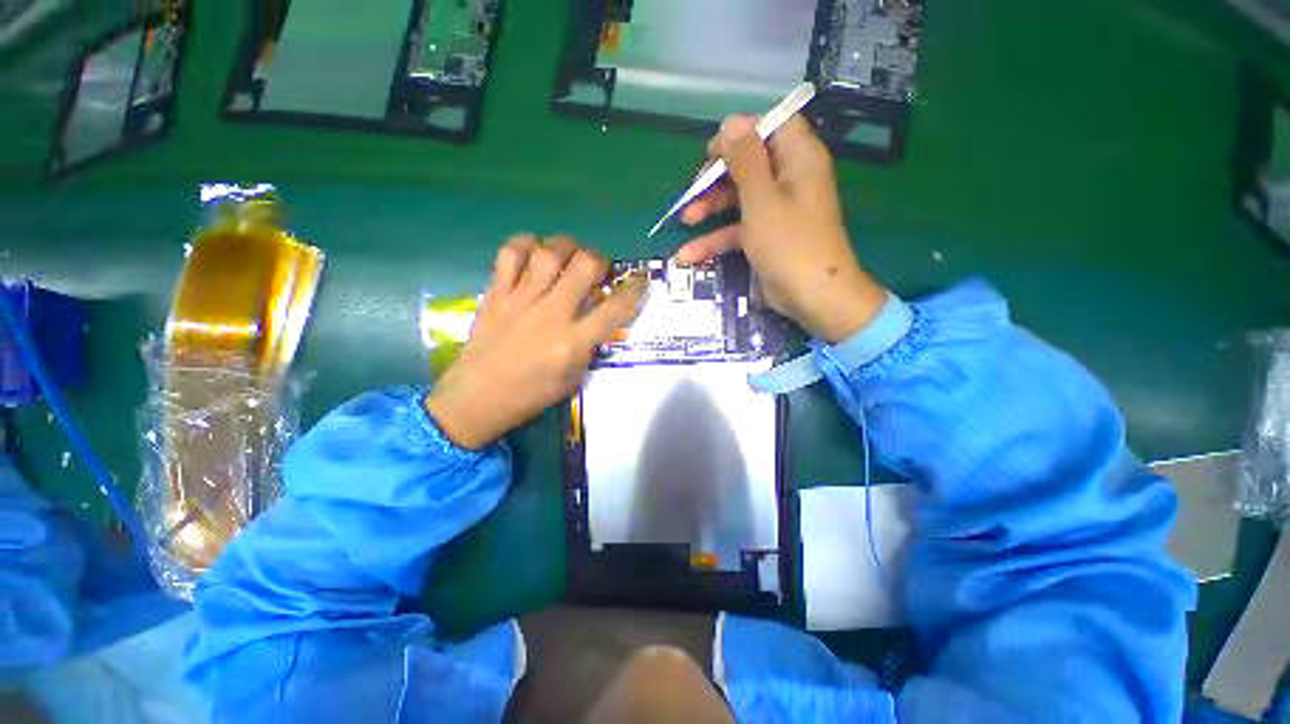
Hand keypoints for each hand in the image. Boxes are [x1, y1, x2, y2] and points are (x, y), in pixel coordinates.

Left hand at [425, 236, 646, 448]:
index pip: (616, 306)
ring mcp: (521, 299)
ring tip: (568, 255)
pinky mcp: (496, 292)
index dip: (636, 287)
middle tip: (597, 268)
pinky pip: (510, 253)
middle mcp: (552, 313)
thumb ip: (591, 342)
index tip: (640, 280)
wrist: (478, 397)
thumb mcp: (574, 376)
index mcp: (574, 341)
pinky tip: (534, 252)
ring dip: (567, 246)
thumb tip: (600, 312)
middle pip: (586, 265)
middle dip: (600, 260)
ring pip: (550, 251)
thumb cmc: (532, 394)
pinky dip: (525, 244)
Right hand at [676, 115, 887, 341]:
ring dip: (711, 207)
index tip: (713, 152)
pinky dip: (716, 239)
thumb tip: (730, 122)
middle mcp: (789, 180)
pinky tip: (688, 254)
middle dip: (717, 176)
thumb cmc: (790, 244)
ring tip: (685, 219)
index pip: (772, 126)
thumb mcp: (762, 200)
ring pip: (739, 198)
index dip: (741, 133)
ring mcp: (777, 211)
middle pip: (749, 163)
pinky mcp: (767, 237)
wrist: (813, 297)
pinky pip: (739, 229)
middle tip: (693, 190)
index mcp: (798, 159)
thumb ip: (745, 161)